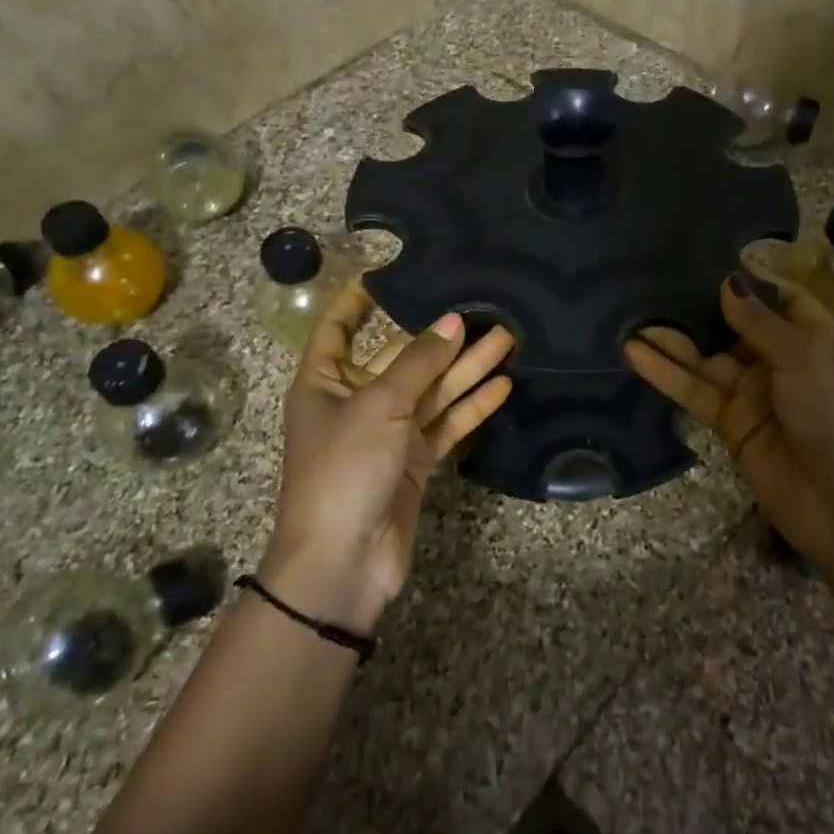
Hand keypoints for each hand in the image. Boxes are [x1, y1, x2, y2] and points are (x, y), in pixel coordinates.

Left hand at [268, 278, 514, 631]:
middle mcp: (356, 401)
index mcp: (324, 382)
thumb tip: (452, 321)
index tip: (390, 271)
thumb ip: (419, 363)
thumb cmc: (344, 470)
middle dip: (441, 337)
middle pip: (403, 359)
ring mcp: (388, 433)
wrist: (343, 562)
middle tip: (485, 309)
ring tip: (508, 339)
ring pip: (432, 391)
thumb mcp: (378, 406)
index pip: (339, 328)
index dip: (358, 300)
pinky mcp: (415, 462)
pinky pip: (446, 424)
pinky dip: (472, 407)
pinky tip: (504, 386)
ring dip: (468, 368)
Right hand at [625, 270, 833, 570]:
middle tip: (658, 280)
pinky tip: (635, 352)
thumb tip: (729, 282)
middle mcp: (784, 363)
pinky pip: (695, 391)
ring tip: (633, 316)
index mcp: (818, 341)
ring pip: (708, 359)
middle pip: (738, 327)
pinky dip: (666, 373)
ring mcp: (755, 395)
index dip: (754, 281)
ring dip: (673, 340)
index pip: (785, 300)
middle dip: (704, 307)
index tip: (713, 258)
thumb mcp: (808, 359)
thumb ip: (762, 322)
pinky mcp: (730, 424)